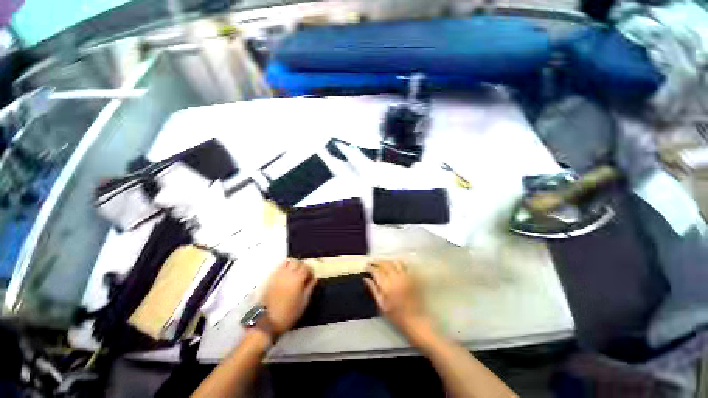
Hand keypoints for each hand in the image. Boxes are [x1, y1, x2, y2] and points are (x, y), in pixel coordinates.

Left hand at [261, 259, 316, 334]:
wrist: (267, 321)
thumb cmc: (288, 313)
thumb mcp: (303, 303)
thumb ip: (309, 288)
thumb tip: (314, 279)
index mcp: (298, 279)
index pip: (306, 267)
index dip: (310, 271)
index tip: (311, 278)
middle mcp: (288, 273)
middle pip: (297, 262)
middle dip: (302, 266)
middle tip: (304, 274)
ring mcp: (278, 275)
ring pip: (288, 261)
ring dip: (293, 264)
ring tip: (295, 272)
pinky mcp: (271, 278)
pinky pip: (279, 267)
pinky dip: (284, 266)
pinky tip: (286, 275)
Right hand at [365, 260, 431, 341]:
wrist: (415, 320)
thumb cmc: (396, 315)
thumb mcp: (381, 305)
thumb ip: (373, 290)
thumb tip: (366, 279)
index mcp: (386, 286)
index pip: (376, 271)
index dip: (370, 267)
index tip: (366, 266)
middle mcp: (395, 278)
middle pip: (385, 264)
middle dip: (377, 261)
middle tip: (372, 262)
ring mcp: (405, 277)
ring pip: (394, 263)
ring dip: (387, 261)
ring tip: (382, 262)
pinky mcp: (412, 277)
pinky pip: (404, 266)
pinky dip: (397, 263)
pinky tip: (394, 264)